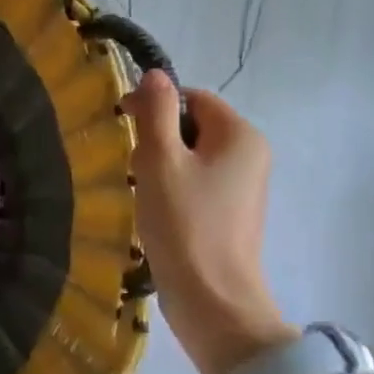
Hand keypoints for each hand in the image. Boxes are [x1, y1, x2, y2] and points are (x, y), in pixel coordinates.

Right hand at [122, 73, 297, 373]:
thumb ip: (155, 112)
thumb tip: (155, 74)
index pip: (194, 98)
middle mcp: (251, 155)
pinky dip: (173, 189)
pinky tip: (157, 212)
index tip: (122, 125)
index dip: (155, 105)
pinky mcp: (232, 214)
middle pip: (194, 126)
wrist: (212, 300)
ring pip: (192, 157)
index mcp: (240, 136)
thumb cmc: (184, 224)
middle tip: (134, 167)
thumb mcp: (160, 161)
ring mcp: (244, 187)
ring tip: (144, 192)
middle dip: (157, 140)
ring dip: (162, 167)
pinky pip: (198, 184)